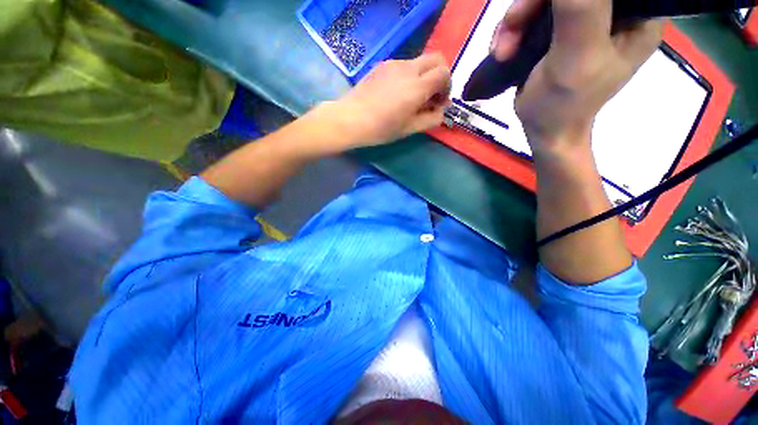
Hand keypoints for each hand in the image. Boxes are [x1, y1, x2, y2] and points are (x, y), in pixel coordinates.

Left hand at [326, 54, 450, 147]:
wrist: (351, 118)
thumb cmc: (381, 128)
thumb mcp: (409, 129)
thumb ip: (431, 118)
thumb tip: (442, 109)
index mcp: (417, 87)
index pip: (444, 73)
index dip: (447, 87)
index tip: (439, 101)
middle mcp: (409, 69)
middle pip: (436, 59)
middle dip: (440, 75)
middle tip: (432, 95)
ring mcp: (394, 64)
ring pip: (419, 61)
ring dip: (424, 76)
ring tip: (412, 97)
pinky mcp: (383, 65)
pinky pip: (404, 65)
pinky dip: (410, 75)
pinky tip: (397, 93)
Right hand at [491, 0, 662, 154]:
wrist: (545, 131)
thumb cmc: (563, 105)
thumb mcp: (576, 58)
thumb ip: (581, 9)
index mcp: (636, 15)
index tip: (537, 8)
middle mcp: (615, 12)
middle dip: (531, 6)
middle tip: (510, 29)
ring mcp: (586, 20)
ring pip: (546, 1)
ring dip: (516, 22)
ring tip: (502, 51)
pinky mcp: (562, 30)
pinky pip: (535, 15)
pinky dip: (513, 30)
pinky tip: (503, 50)